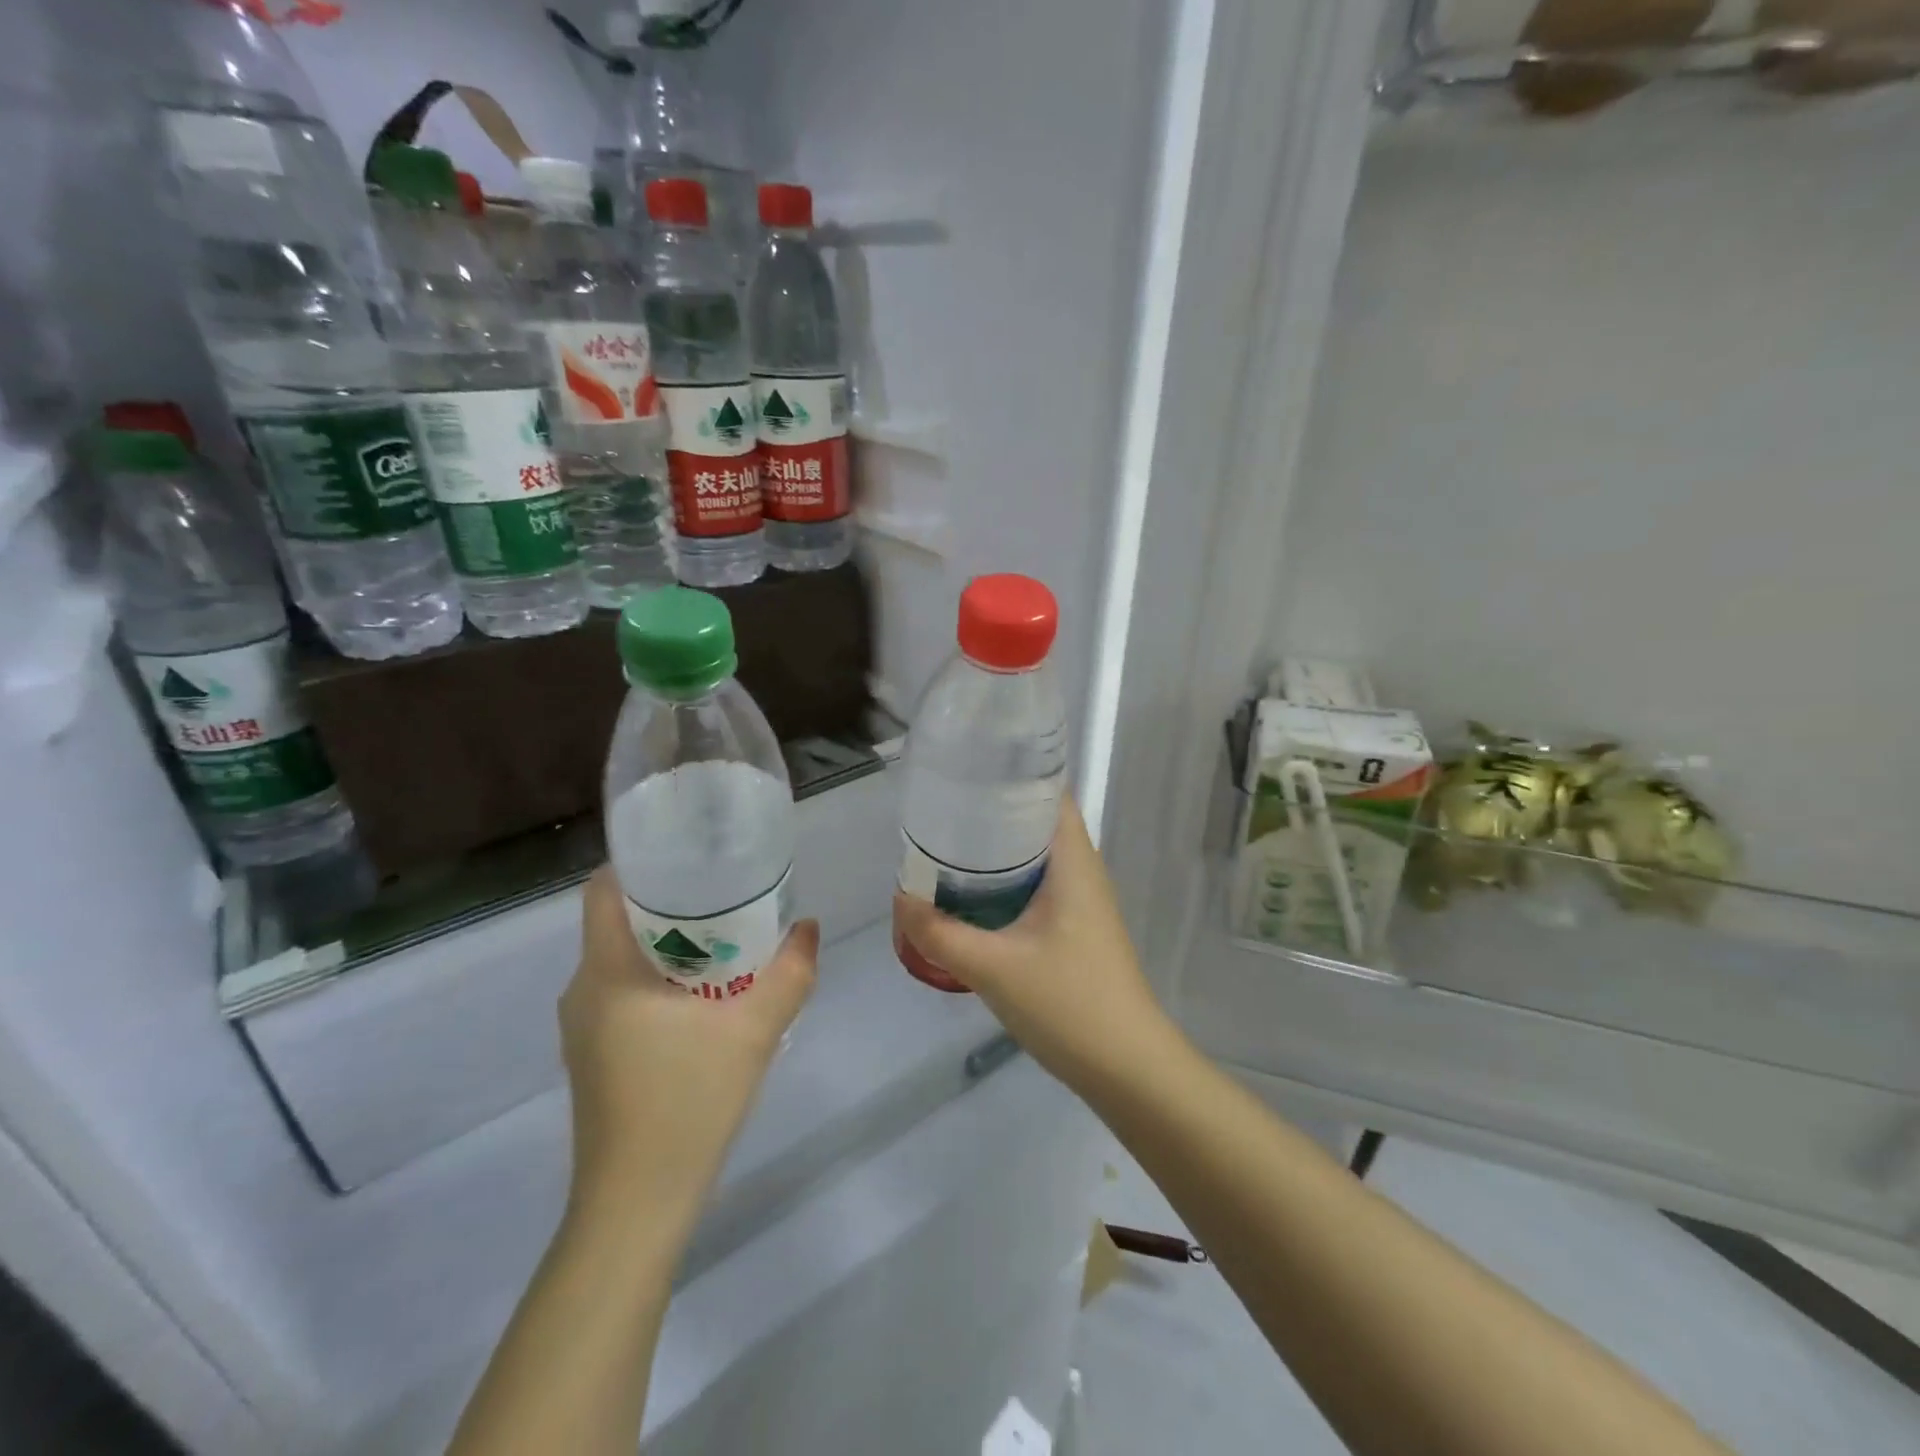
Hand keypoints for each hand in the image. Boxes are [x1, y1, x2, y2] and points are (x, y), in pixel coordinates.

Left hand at [560, 868, 818, 1227]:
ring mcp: (583, 1026)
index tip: (692, 854)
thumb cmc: (687, 1103)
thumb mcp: (753, 1031)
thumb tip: (808, 928)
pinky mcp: (593, 1054)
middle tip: (727, 892)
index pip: (603, 889)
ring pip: (624, 959)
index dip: (641, 862)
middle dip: (671, 900)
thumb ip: (788, 974)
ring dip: (670, 942)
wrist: (636, 1205)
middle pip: (620, 921)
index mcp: (607, 972)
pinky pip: (624, 992)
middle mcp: (583, 990)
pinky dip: (661, 977)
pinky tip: (706, 996)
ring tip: (726, 937)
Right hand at [892, 797, 1174, 1095]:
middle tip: (942, 809)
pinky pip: (1037, 886)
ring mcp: (1082, 901)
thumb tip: (900, 900)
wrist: (1127, 1067)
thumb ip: (940, 934)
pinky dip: (1006, 881)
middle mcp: (1082, 870)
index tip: (966, 771)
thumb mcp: (993, 967)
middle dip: (992, 812)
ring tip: (948, 845)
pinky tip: (973, 896)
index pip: (1049, 792)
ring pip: (1036, 857)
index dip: (1011, 774)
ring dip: (997, 850)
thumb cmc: (1069, 1004)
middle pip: (1037, 821)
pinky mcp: (1076, 928)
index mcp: (1073, 861)